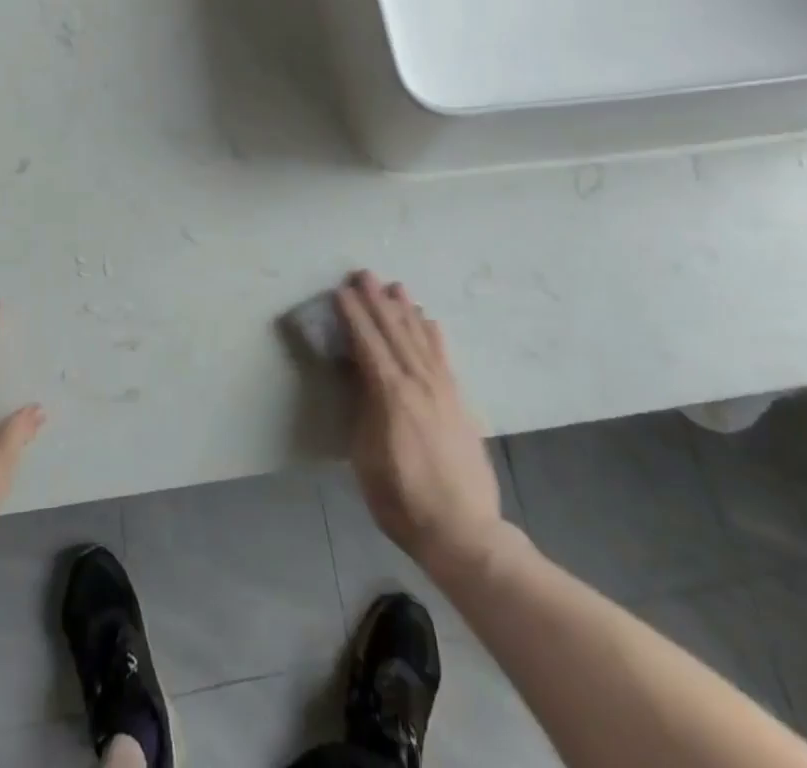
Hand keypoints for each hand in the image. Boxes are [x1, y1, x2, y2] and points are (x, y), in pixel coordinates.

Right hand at [337, 270, 504, 575]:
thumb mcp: (366, 458)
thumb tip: (359, 376)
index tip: (341, 290)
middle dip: (377, 301)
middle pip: (394, 331)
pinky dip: (434, 334)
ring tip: (395, 286)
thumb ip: (363, 410)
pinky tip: (429, 320)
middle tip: (364, 274)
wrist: (464, 532)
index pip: (368, 343)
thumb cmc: (403, 500)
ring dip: (405, 310)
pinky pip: (443, 356)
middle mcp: (418, 382)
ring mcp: (443, 389)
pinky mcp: (460, 400)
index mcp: (390, 395)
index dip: (354, 315)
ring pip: (420, 338)